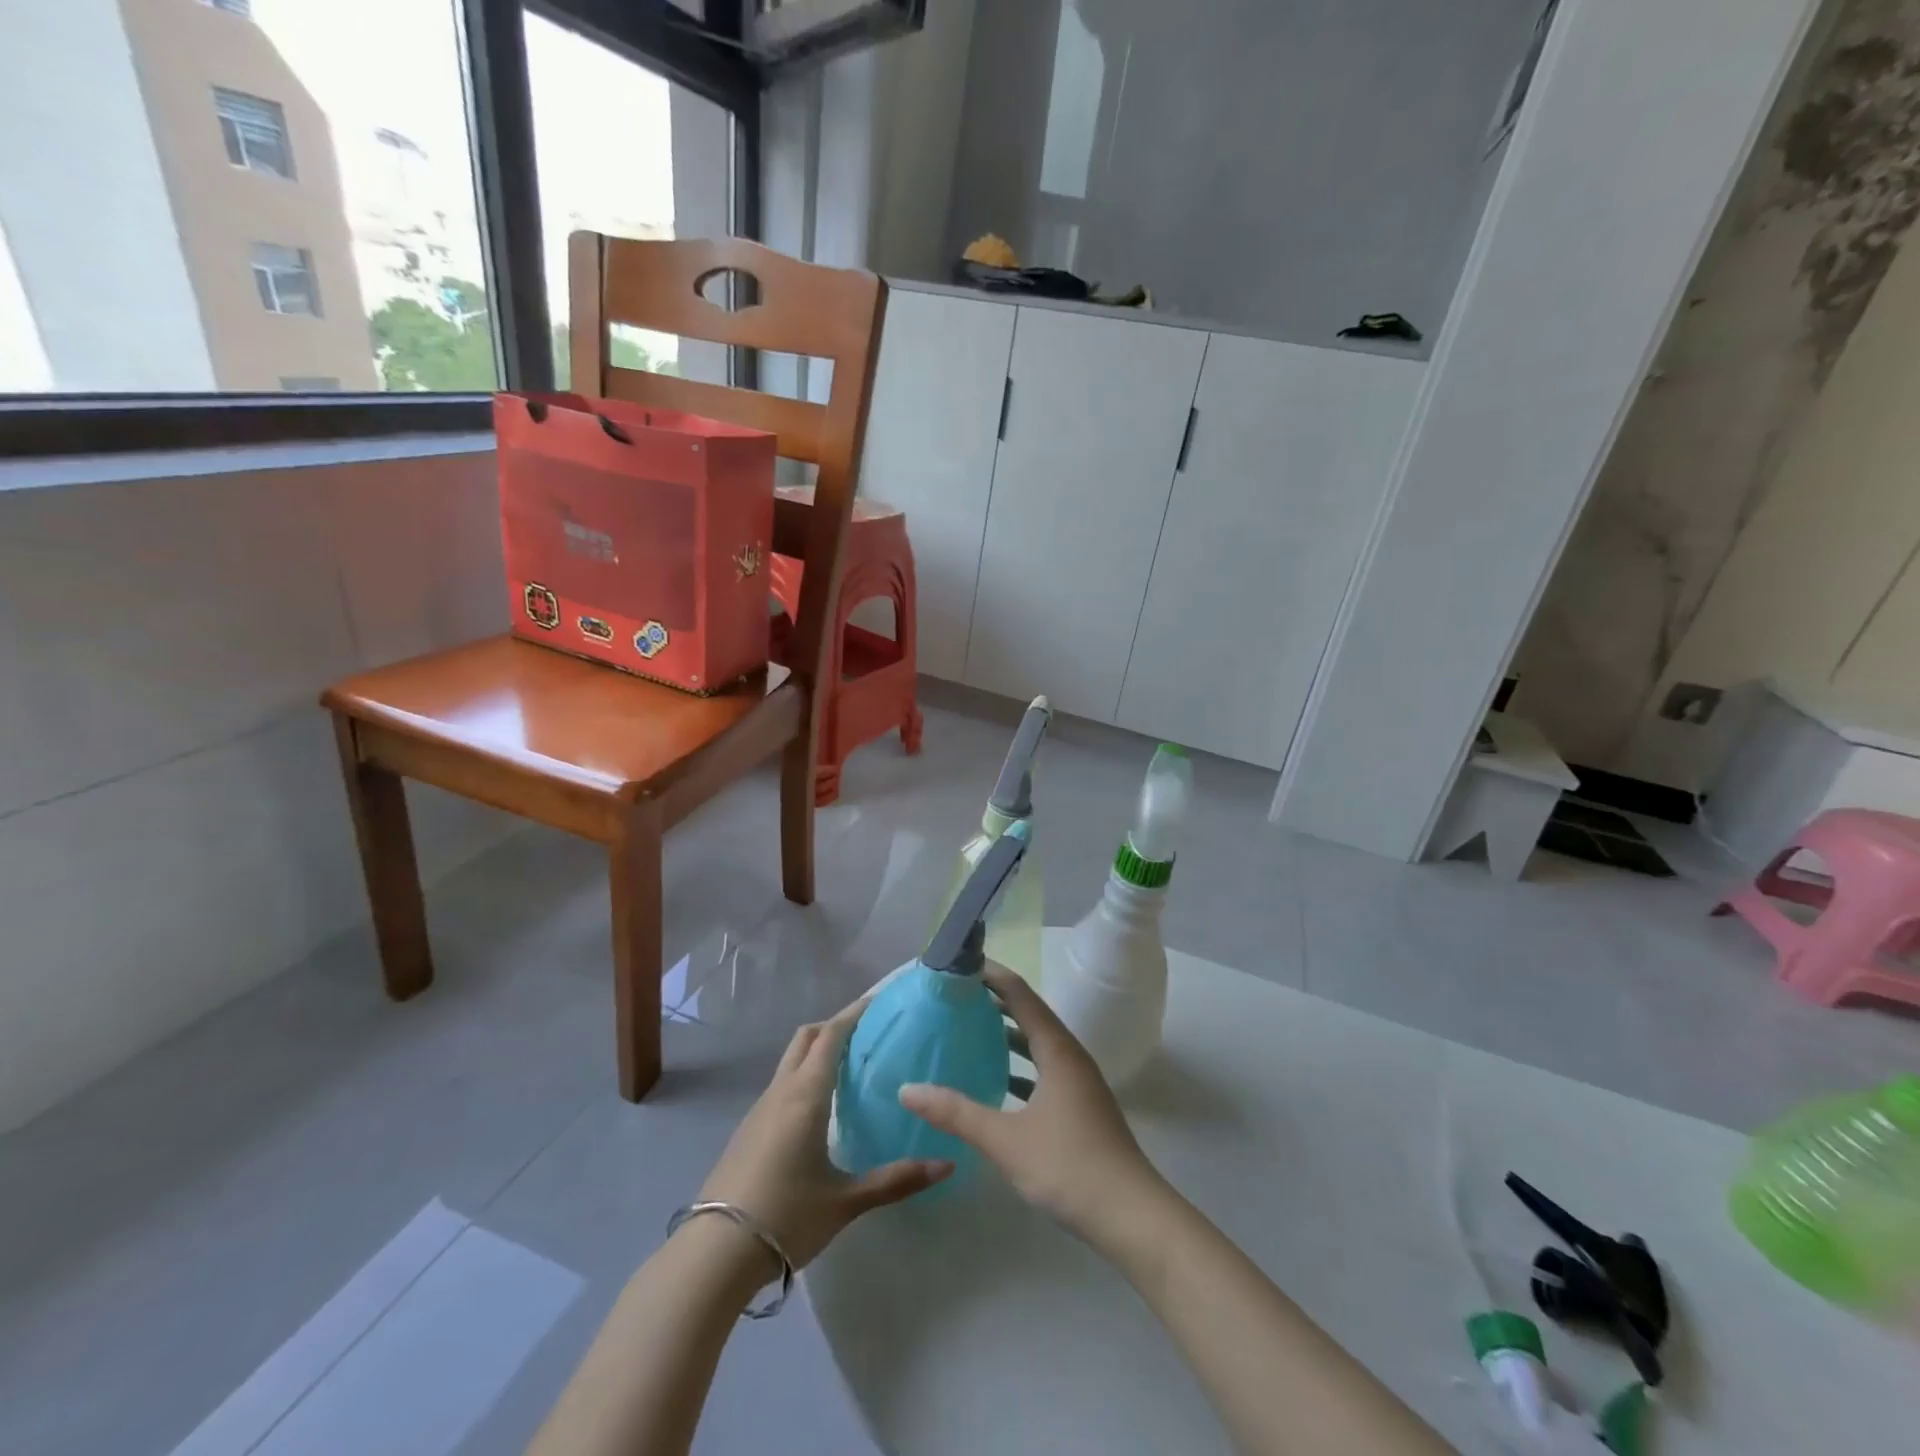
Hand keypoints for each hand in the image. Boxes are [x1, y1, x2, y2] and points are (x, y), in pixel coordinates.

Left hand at [697, 998, 951, 1270]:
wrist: (715, 1253)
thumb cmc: (786, 1217)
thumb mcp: (846, 1202)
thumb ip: (896, 1180)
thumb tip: (946, 1164)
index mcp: (806, 1094)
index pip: (831, 1036)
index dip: (854, 1013)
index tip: (878, 1001)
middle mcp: (781, 1091)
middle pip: (806, 1038)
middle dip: (834, 1026)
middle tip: (867, 1032)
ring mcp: (759, 1109)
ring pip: (790, 1061)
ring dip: (816, 1051)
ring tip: (849, 1066)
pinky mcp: (748, 1130)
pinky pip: (781, 1085)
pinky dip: (803, 1076)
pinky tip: (819, 1107)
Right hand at [899, 965, 1166, 1247]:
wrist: (1131, 1216)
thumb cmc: (1068, 1166)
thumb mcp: (1005, 1140)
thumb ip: (956, 1113)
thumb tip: (907, 1089)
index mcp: (1057, 1050)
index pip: (1021, 995)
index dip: (992, 976)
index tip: (961, 964)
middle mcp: (1071, 1057)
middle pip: (1031, 1015)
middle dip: (996, 1002)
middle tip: (957, 996)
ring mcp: (1079, 1083)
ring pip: (1038, 1045)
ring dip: (1008, 1035)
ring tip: (971, 1031)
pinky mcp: (1081, 1107)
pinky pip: (1045, 1071)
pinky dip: (1020, 1067)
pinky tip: (997, 1084)